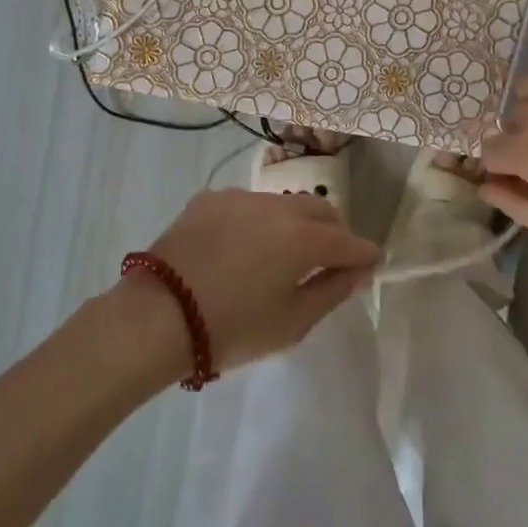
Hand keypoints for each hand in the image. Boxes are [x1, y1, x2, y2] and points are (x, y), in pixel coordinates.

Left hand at [120, 189, 379, 377]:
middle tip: (331, 260)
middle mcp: (275, 206)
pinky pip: (247, 205)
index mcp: (302, 238)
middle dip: (334, 231)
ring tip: (283, 254)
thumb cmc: (232, 329)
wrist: (157, 316)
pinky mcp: (209, 199)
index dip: (363, 254)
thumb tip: (358, 271)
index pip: (348, 240)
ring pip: (283, 203)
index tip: (370, 265)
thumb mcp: (291, 323)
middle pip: (319, 209)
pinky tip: (242, 248)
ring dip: (295, 223)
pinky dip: (257, 221)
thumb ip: (332, 291)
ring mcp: (239, 197)